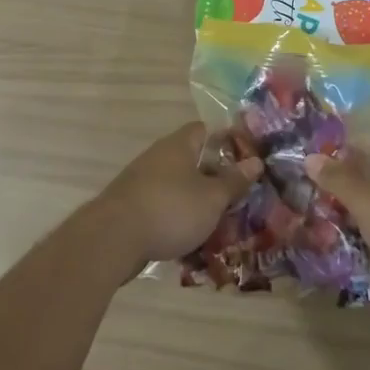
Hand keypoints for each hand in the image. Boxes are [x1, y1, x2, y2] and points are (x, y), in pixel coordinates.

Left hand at [90, 122, 260, 264]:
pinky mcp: (131, 207)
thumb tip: (256, 160)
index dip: (227, 140)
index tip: (246, 158)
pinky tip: (191, 236)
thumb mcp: (212, 198)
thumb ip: (234, 181)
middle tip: (238, 194)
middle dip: (214, 176)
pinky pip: (162, 206)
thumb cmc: (170, 210)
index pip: (205, 130)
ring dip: (196, 199)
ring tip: (220, 219)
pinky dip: (177, 217)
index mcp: (178, 145)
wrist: (113, 239)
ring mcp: (141, 182)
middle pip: (191, 159)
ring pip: (177, 185)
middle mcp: (158, 157)